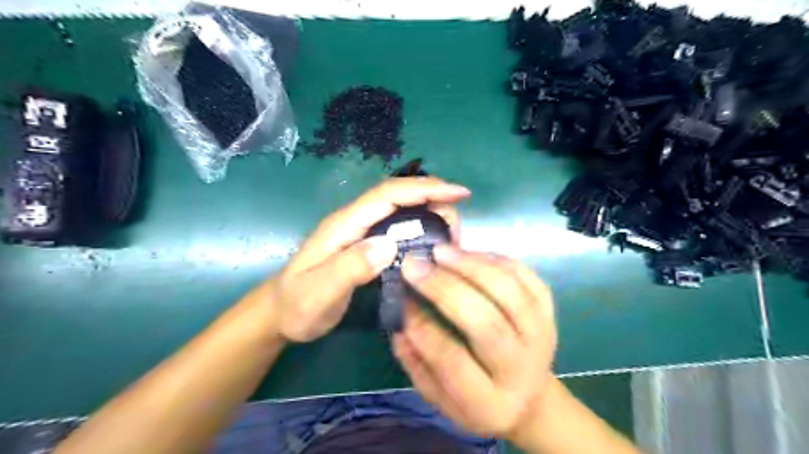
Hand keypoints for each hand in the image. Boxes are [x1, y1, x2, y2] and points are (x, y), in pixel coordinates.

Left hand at [268, 178, 467, 340]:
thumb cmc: (298, 305)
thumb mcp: (319, 292)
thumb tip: (388, 244)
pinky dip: (421, 228)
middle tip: (459, 226)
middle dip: (434, 199)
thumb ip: (349, 268)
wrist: (281, 314)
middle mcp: (355, 222)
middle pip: (399, 197)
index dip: (424, 188)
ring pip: (401, 211)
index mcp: (345, 225)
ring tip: (453, 234)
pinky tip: (433, 244)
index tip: (459, 193)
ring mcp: (360, 232)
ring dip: (430, 213)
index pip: (388, 195)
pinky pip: (398, 228)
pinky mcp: (365, 245)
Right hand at [392, 246, 556, 440]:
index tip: (402, 301)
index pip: (453, 362)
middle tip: (415, 265)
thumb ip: (417, 366)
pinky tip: (468, 253)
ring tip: (441, 251)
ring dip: (471, 265)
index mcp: (489, 402)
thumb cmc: (477, 399)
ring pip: (509, 292)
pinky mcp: (550, 311)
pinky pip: (526, 276)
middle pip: (486, 322)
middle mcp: (521, 367)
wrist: (530, 395)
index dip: (424, 329)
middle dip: (445, 288)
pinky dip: (495, 259)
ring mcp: (541, 335)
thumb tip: (399, 325)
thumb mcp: (441, 399)